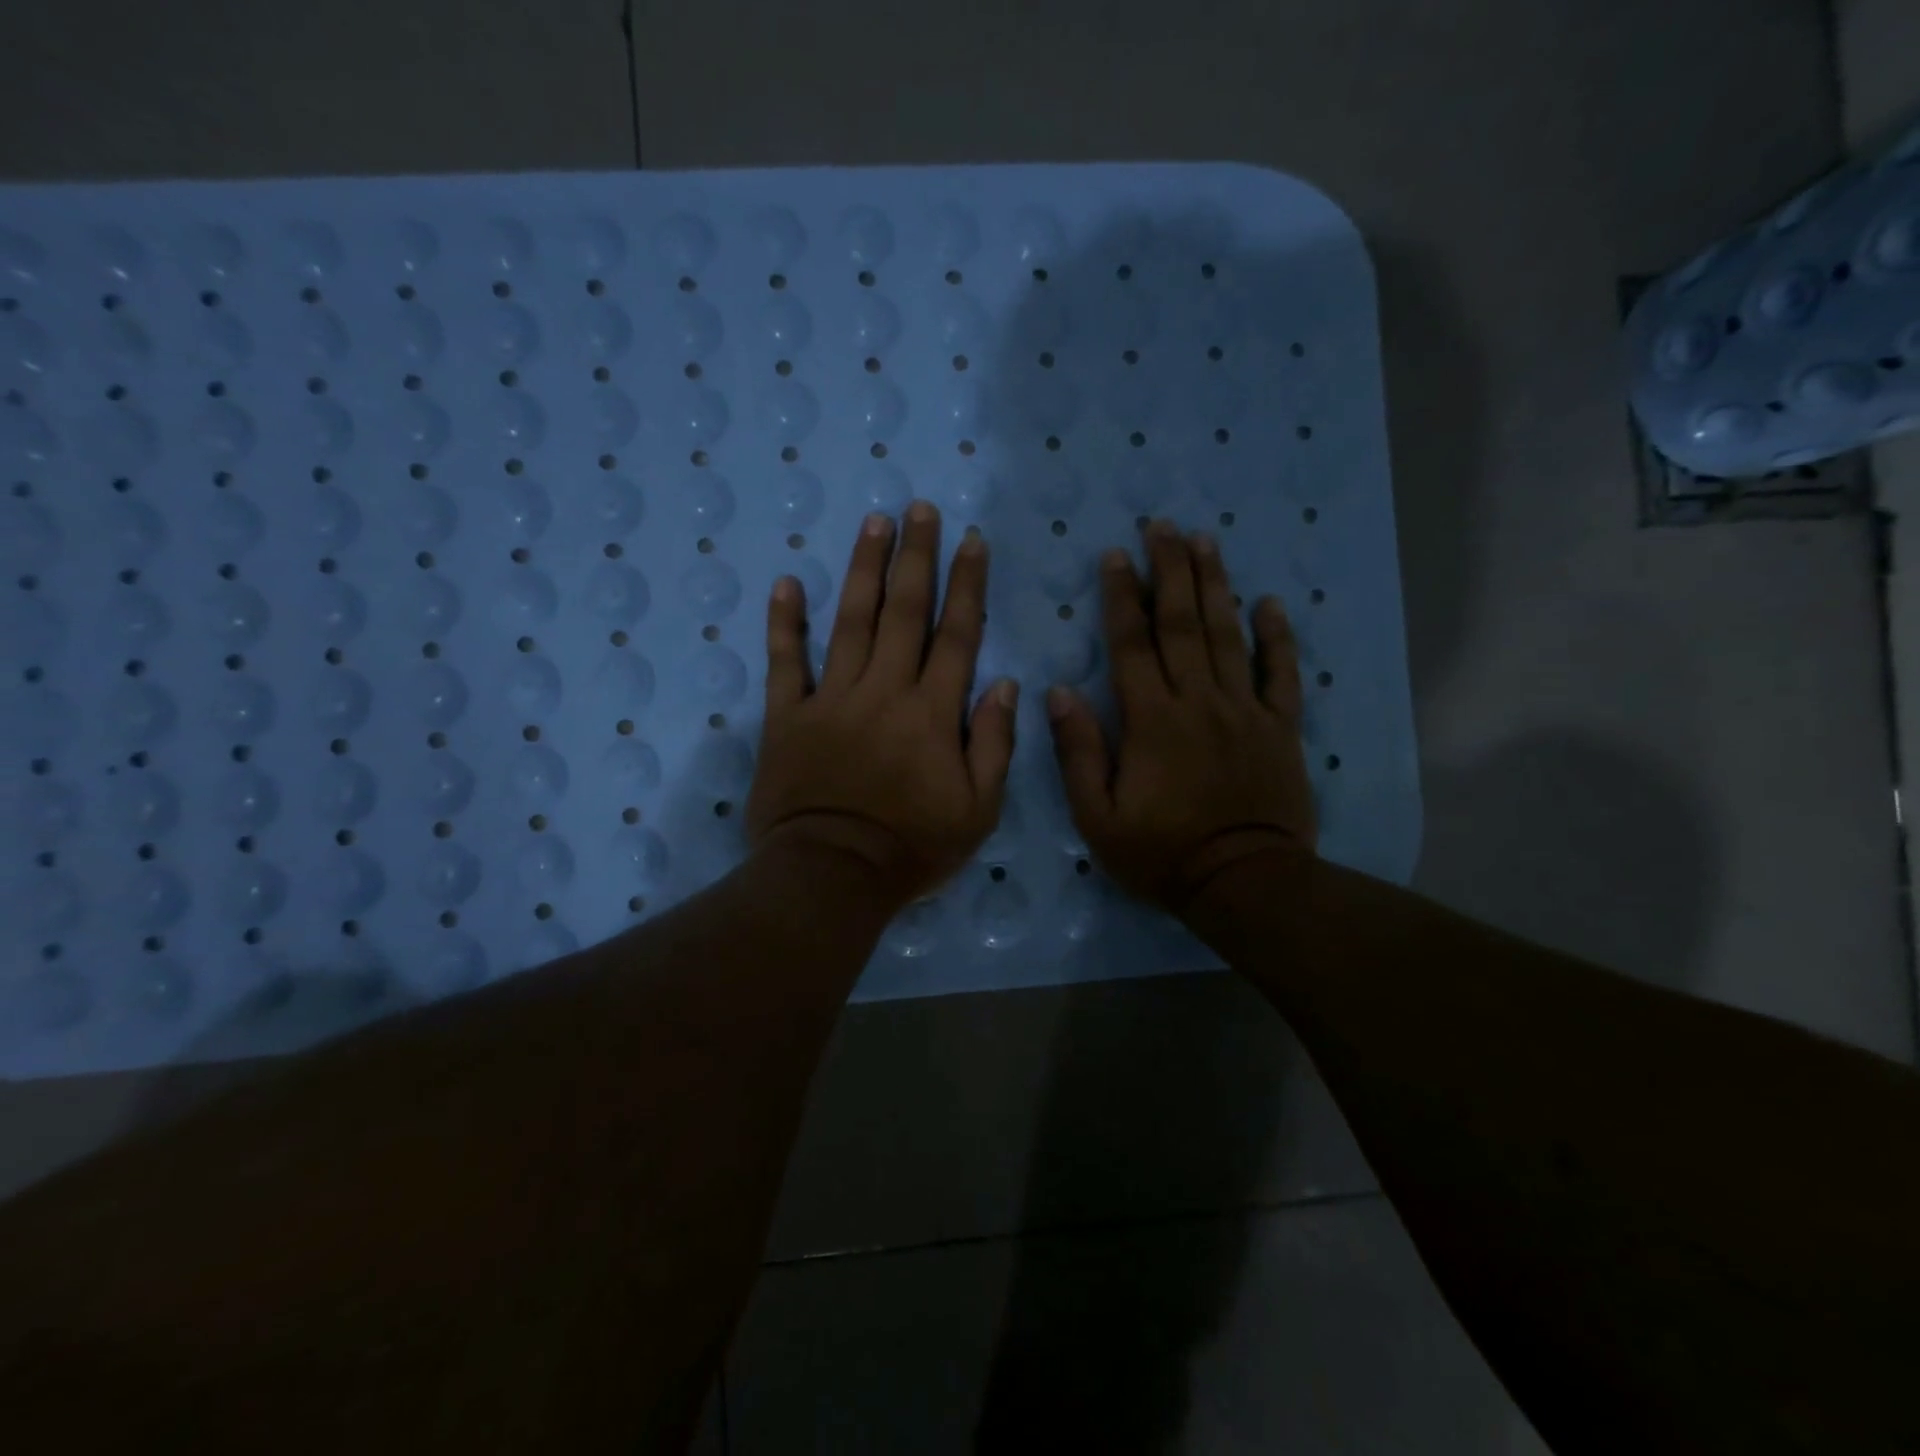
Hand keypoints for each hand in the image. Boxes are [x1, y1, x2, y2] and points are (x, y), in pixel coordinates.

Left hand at [747, 501, 1017, 910]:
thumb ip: (994, 745)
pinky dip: (785, 623)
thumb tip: (1006, 685)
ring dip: (863, 570)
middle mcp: (884, 691)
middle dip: (916, 557)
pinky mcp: (788, 717)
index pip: (957, 635)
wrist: (832, 875)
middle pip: (904, 612)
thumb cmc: (912, 848)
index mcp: (933, 712)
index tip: (971, 540)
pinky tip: (787, 583)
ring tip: (873, 523)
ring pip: (851, 622)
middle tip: (920, 510)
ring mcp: (831, 699)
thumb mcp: (978, 810)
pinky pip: (786, 663)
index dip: (966, 584)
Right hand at [1047, 520, 1315, 914]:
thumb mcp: (1097, 816)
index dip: (1122, 596)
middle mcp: (1198, 701)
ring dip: (1216, 585)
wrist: (1242, 883)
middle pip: (1183, 624)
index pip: (1132, 644)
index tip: (1115, 555)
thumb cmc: (1161, 853)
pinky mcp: (1280, 728)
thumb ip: (1078, 751)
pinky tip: (1271, 603)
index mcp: (1150, 720)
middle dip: (1170, 570)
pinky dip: (1277, 637)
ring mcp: (1244, 711)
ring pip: (1228, 635)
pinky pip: (1280, 673)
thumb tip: (1058, 692)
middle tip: (1163, 525)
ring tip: (1205, 541)